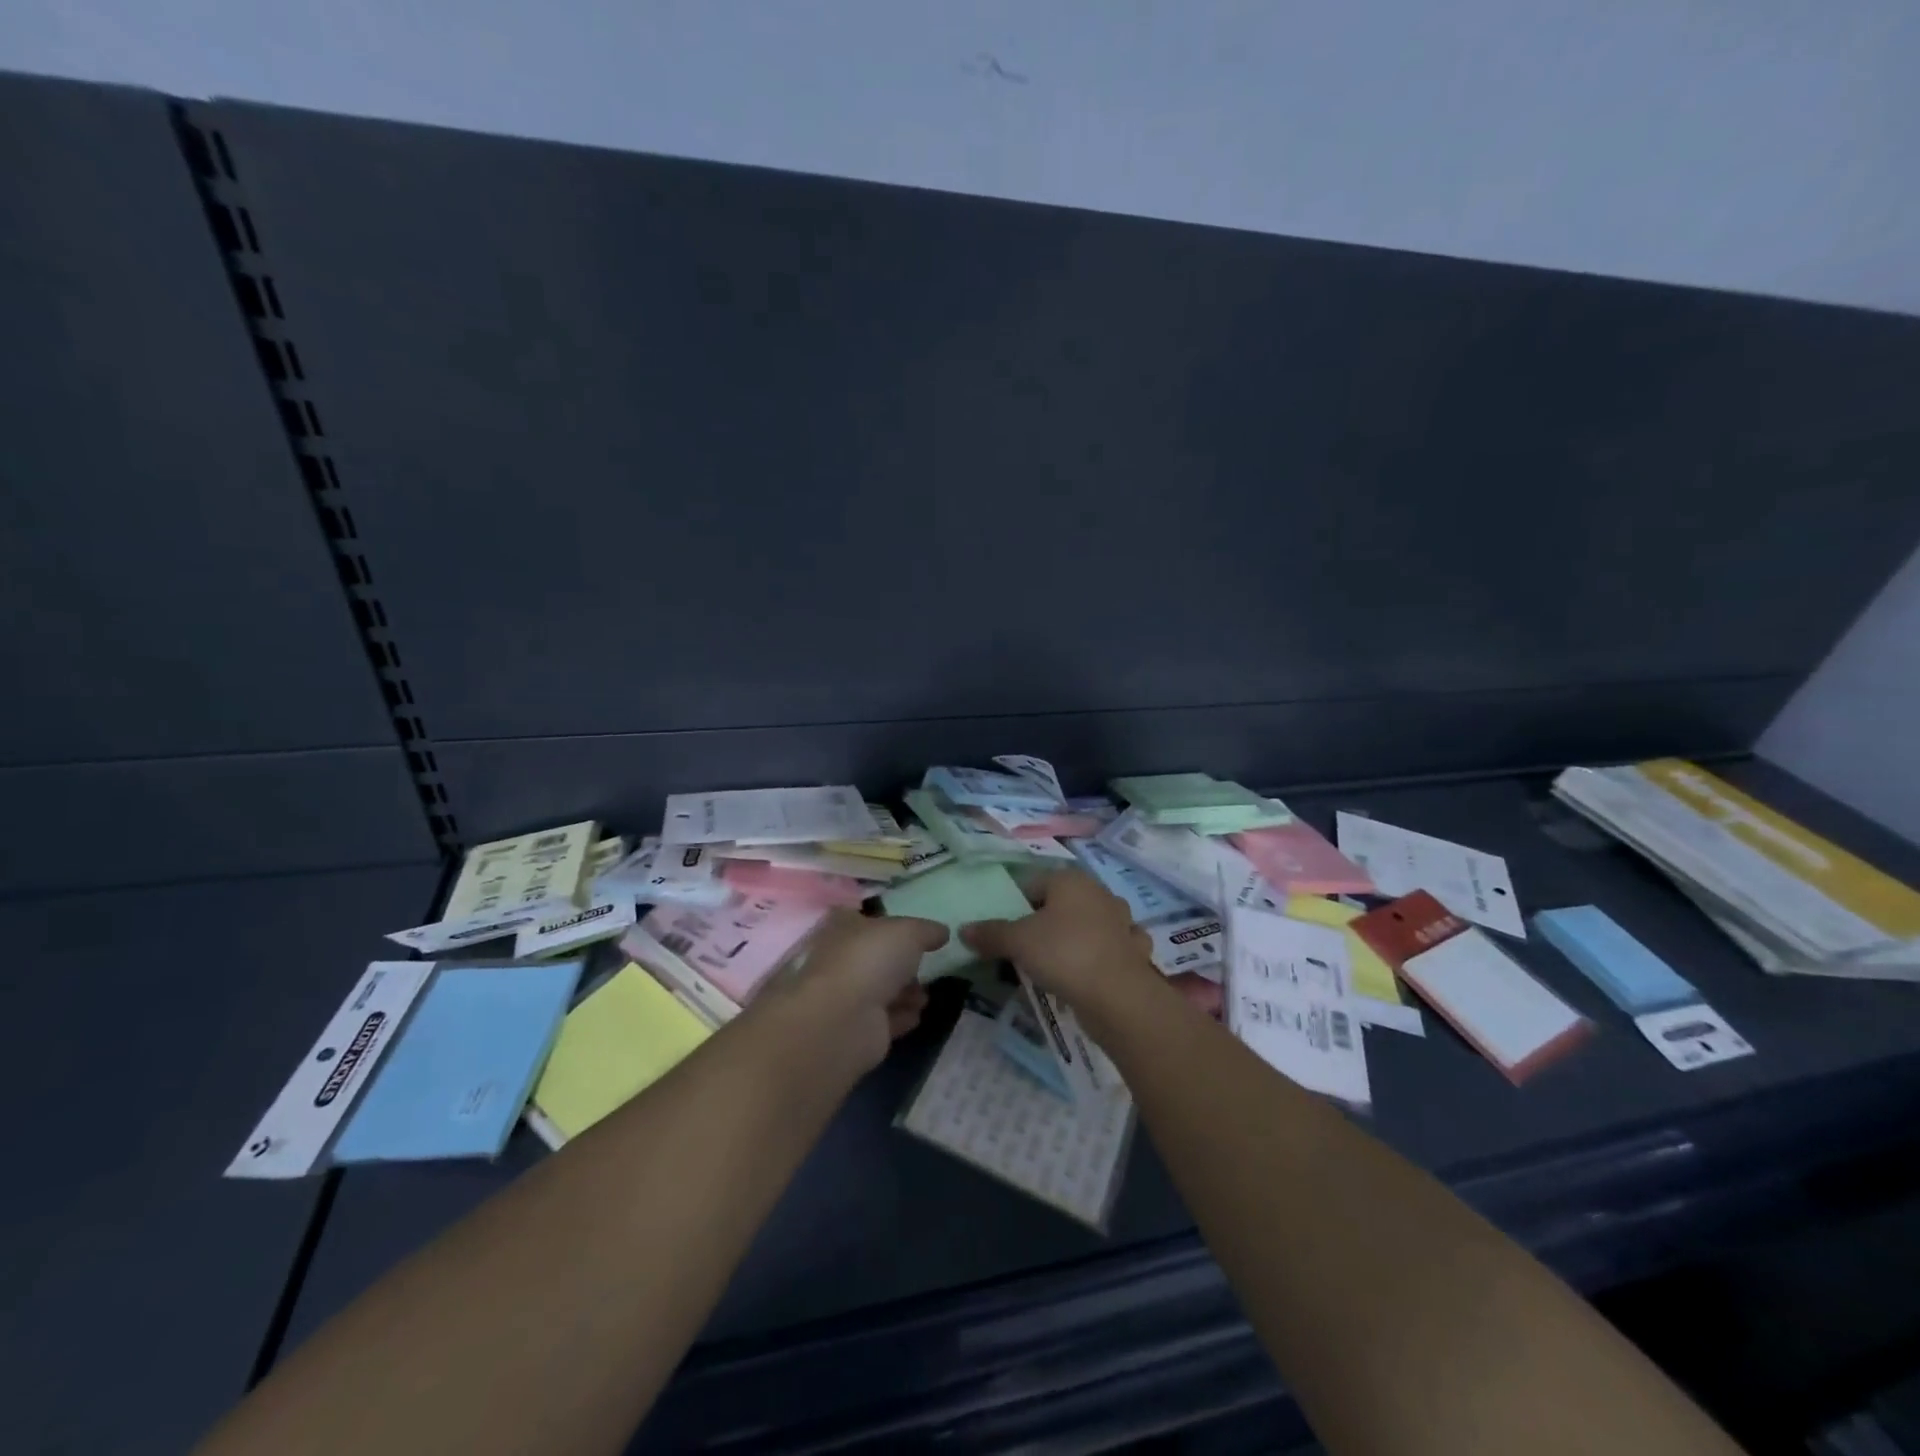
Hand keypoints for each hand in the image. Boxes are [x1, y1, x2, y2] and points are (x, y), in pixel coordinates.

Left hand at [772, 910, 944, 1068]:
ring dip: (906, 992)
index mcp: (844, 928)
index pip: (865, 920)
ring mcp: (846, 996)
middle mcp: (841, 959)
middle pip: (876, 958)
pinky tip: (917, 1015)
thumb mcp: (908, 932)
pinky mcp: (856, 1030)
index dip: (889, 925)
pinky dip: (901, 1016)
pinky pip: (884, 1019)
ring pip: (881, 990)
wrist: (843, 1019)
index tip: (915, 934)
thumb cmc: (871, 959)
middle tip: (926, 966)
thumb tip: (942, 932)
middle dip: (902, 964)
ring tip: (925, 996)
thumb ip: (927, 930)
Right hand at [960, 868, 1161, 1014]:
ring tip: (1056, 964)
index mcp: (1071, 880)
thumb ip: (991, 933)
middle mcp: (1099, 893)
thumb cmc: (1064, 953)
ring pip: (1089, 924)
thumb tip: (963, 930)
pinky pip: (1109, 948)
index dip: (1015, 905)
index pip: (1033, 883)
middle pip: (1062, 903)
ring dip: (1076, 938)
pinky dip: (1099, 957)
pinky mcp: (1133, 950)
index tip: (1005, 931)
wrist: (1118, 995)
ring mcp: (1122, 921)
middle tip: (1026, 950)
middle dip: (1045, 922)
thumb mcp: (1018, 942)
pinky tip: (1088, 973)